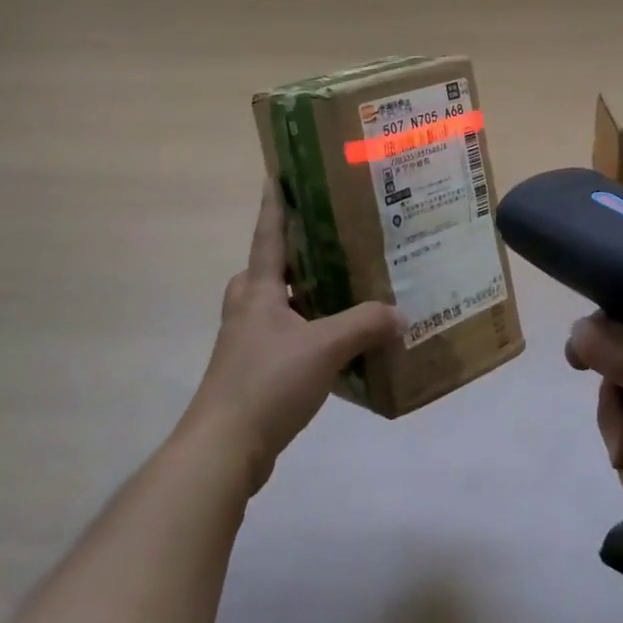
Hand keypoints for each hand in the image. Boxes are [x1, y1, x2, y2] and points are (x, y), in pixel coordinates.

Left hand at [184, 184, 401, 494]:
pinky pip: (284, 336)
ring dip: (305, 296)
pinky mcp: (252, 371)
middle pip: (270, 268)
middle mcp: (247, 307)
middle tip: (334, 243)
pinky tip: (337, 344)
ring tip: (345, 292)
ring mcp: (246, 341)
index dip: (274, 203)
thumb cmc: (268, 382)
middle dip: (297, 254)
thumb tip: (399, 313)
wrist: (223, 449)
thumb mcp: (325, 347)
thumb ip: (365, 324)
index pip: (268, 233)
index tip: (277, 173)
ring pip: (278, 304)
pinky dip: (307, 331)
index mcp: (258, 289)